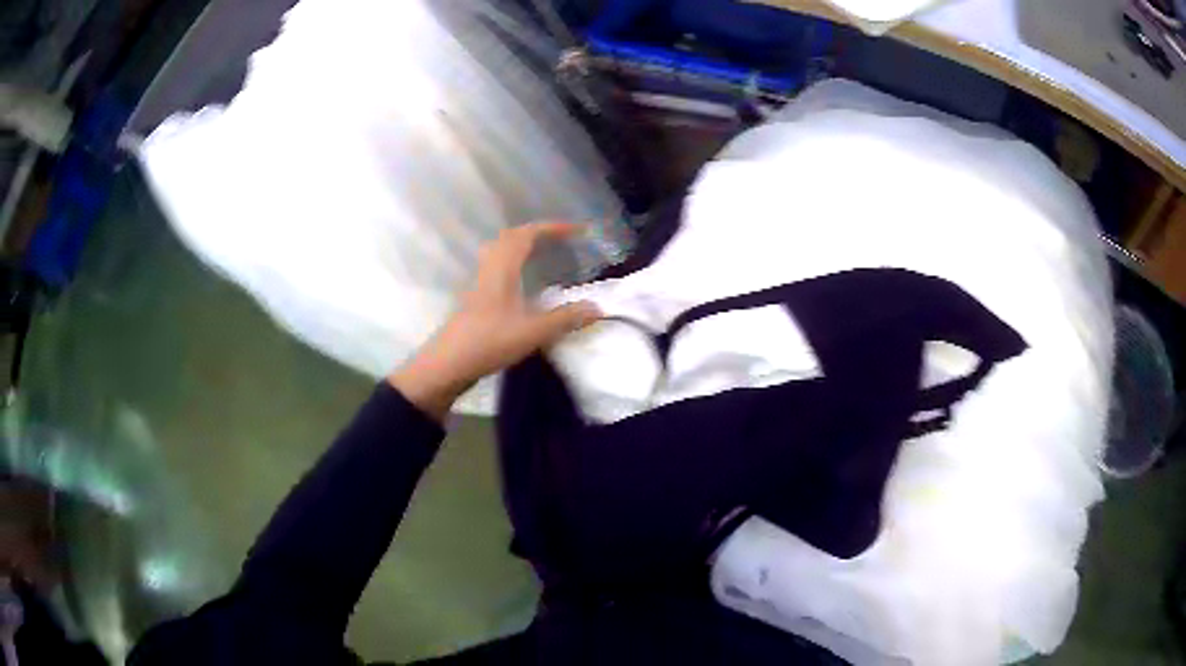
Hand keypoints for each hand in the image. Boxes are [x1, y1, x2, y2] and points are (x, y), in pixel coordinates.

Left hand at [389, 222, 601, 419]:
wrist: (448, 364)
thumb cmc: (489, 342)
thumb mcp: (532, 332)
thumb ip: (565, 318)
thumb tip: (597, 308)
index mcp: (502, 268)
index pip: (527, 234)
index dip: (553, 228)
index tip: (578, 230)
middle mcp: (489, 268)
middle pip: (511, 237)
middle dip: (538, 232)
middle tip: (561, 240)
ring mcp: (479, 283)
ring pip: (500, 251)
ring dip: (522, 246)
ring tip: (544, 254)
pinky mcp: (475, 298)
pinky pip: (496, 267)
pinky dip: (514, 263)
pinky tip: (524, 283)